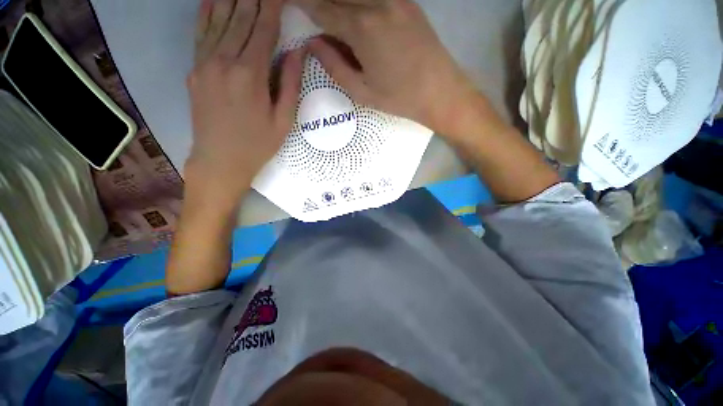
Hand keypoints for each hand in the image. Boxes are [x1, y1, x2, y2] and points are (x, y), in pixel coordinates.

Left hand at [186, 0, 304, 205]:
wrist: (219, 161)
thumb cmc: (258, 145)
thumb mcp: (284, 121)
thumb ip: (291, 84)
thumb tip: (298, 51)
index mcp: (251, 75)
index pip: (263, 29)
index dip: (272, 6)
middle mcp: (224, 61)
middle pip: (240, 18)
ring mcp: (204, 63)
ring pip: (219, 20)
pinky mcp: (194, 70)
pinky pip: (200, 33)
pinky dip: (207, 12)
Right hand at [293, 0, 477, 134]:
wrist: (441, 91)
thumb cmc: (400, 98)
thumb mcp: (362, 92)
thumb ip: (334, 66)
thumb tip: (313, 43)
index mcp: (361, 28)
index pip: (322, 9)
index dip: (303, 4)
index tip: (288, 2)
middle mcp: (376, 2)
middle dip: (321, 2)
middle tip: (311, 10)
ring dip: (341, 3)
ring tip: (334, 19)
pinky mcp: (408, 1)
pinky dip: (359, 3)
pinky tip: (356, 17)